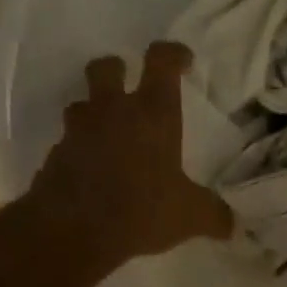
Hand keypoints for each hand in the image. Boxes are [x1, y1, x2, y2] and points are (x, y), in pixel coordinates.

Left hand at [26, 41, 233, 266]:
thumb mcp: (191, 216)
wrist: (72, 233)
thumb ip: (214, 215)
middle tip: (129, 88)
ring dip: (94, 113)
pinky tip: (93, 175)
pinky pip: (68, 144)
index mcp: (152, 114)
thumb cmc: (142, 211)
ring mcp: (78, 132)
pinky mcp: (54, 157)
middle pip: (105, 67)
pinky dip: (80, 152)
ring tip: (110, 136)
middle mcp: (112, 112)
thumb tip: (232, 224)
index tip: (183, 63)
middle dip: (117, 70)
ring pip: (81, 104)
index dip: (173, 53)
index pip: (162, 60)